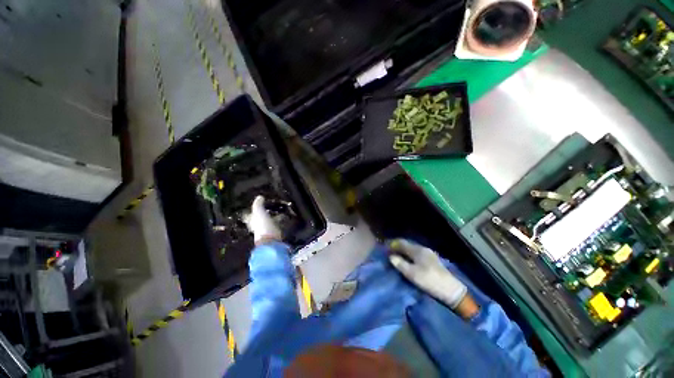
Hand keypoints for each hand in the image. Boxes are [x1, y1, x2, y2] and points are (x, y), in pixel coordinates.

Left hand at [243, 196, 281, 244]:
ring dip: (275, 218)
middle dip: (266, 214)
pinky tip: (286, 219)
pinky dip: (281, 222)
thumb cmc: (263, 226)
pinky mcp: (276, 234)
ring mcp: (268, 231)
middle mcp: (259, 227)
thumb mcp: (259, 212)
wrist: (271, 241)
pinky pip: (279, 226)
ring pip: (271, 222)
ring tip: (282, 212)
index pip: (252, 215)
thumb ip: (258, 204)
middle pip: (262, 219)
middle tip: (273, 208)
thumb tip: (259, 196)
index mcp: (253, 222)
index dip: (255, 210)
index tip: (261, 205)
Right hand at [389, 239, 467, 309]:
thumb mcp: (412, 274)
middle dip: (398, 247)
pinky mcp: (432, 260)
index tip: (385, 247)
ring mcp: (428, 254)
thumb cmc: (429, 280)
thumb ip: (400, 264)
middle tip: (389, 252)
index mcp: (417, 250)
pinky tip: (408, 259)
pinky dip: (409, 254)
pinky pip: (417, 253)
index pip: (402, 243)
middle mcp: (423, 249)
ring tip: (397, 256)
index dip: (392, 244)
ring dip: (404, 251)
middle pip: (407, 244)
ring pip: (412, 249)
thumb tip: (391, 257)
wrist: (451, 290)